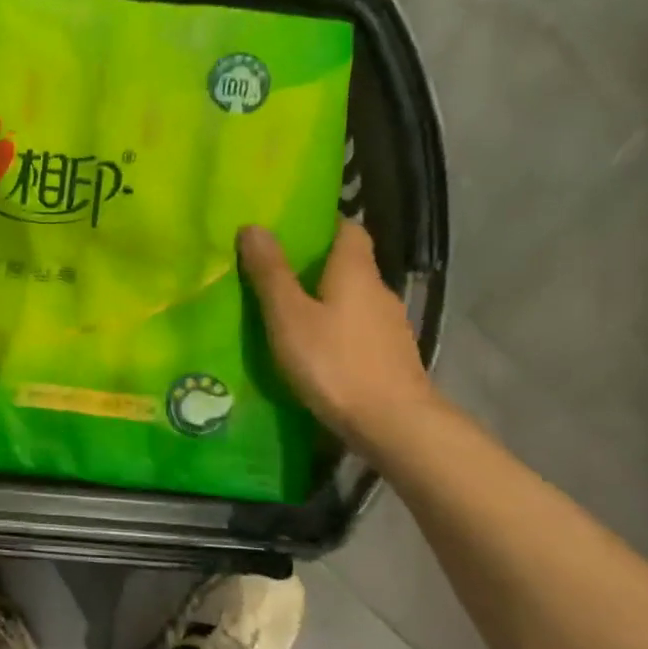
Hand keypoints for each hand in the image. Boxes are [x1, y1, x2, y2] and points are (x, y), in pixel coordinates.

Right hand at [238, 220, 439, 454]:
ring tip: (290, 315)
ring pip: (354, 300)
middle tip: (276, 274)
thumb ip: (271, 273)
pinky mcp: (391, 356)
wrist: (393, 423)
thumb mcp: (289, 316)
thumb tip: (254, 226)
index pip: (348, 228)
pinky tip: (318, 350)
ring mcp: (390, 326)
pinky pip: (360, 330)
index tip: (291, 231)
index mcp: (355, 270)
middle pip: (350, 264)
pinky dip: (339, 330)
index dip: (323, 224)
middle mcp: (379, 290)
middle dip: (317, 265)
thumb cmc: (334, 362)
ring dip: (327, 301)